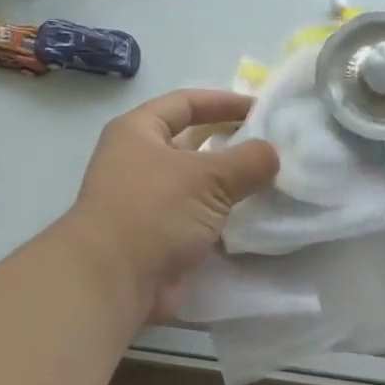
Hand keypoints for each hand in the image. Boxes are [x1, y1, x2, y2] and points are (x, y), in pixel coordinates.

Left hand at [64, 89, 279, 313]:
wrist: (112, 282)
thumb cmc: (153, 212)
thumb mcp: (207, 178)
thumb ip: (247, 161)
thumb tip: (272, 154)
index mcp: (137, 132)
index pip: (185, 103)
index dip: (223, 102)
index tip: (261, 109)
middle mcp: (137, 162)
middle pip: (191, 143)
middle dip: (229, 144)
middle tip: (271, 147)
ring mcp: (146, 202)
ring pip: (196, 183)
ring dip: (229, 184)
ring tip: (271, 182)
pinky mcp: (157, 237)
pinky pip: (196, 217)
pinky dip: (222, 217)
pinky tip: (253, 218)